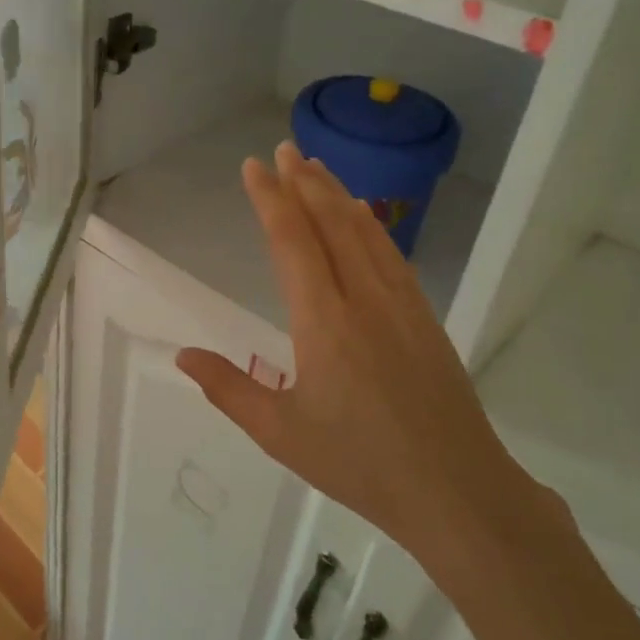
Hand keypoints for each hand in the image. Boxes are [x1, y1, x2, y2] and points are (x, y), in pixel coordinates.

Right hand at [175, 142, 551, 578]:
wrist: (457, 490)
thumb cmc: (360, 463)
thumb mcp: (280, 432)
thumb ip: (228, 389)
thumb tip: (183, 354)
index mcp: (323, 321)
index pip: (292, 242)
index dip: (270, 199)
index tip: (254, 166)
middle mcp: (363, 298)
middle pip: (331, 223)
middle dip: (304, 182)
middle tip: (284, 149)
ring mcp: (401, 304)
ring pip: (365, 232)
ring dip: (337, 194)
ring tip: (316, 167)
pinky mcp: (424, 318)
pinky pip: (391, 255)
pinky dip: (371, 225)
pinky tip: (364, 217)